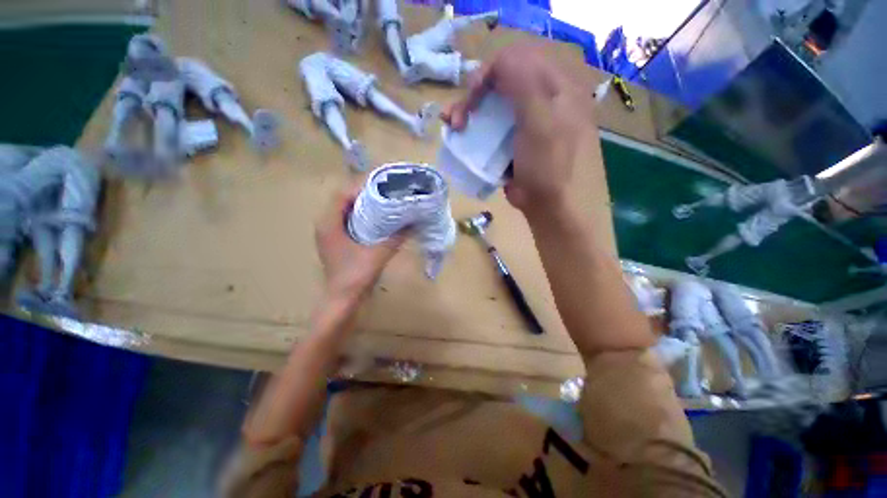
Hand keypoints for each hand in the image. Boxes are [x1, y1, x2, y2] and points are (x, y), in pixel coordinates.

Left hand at [315, 184, 405, 307]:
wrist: (343, 300)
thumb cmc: (355, 276)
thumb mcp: (378, 254)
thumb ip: (396, 237)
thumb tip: (413, 221)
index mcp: (329, 223)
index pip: (342, 194)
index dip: (362, 185)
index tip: (383, 183)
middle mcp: (327, 224)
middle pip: (345, 200)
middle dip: (366, 193)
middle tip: (388, 191)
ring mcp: (332, 234)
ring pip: (348, 211)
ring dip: (366, 205)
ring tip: (387, 201)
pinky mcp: (339, 242)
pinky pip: (351, 221)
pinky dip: (365, 217)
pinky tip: (381, 220)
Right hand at [443, 42, 595, 215]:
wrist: (550, 206)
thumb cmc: (549, 166)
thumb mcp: (541, 122)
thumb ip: (523, 84)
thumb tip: (499, 60)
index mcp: (557, 87)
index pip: (521, 59)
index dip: (493, 71)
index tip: (474, 94)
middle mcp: (542, 99)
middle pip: (503, 82)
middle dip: (475, 94)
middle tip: (458, 116)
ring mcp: (526, 121)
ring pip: (493, 104)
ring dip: (469, 110)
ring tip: (452, 124)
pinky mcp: (513, 141)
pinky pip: (492, 125)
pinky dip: (474, 127)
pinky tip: (458, 133)